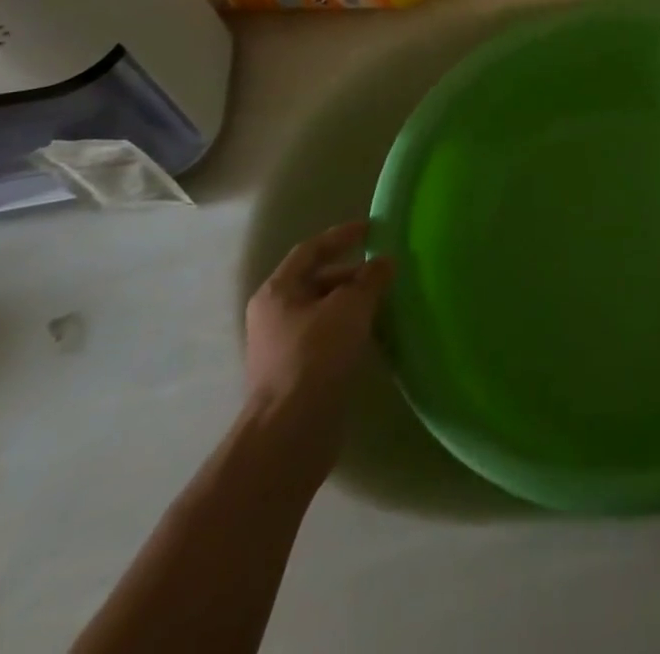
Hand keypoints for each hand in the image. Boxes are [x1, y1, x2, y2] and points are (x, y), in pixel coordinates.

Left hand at [244, 223, 394, 459]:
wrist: (290, 431)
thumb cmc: (316, 355)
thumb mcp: (351, 306)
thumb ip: (370, 278)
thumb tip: (384, 262)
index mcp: (278, 292)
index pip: (311, 250)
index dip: (342, 235)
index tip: (372, 228)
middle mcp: (274, 315)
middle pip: (316, 281)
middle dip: (351, 273)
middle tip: (385, 271)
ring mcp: (281, 347)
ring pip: (323, 311)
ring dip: (352, 303)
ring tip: (385, 300)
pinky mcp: (295, 374)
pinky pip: (325, 337)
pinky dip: (348, 328)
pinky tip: (372, 333)